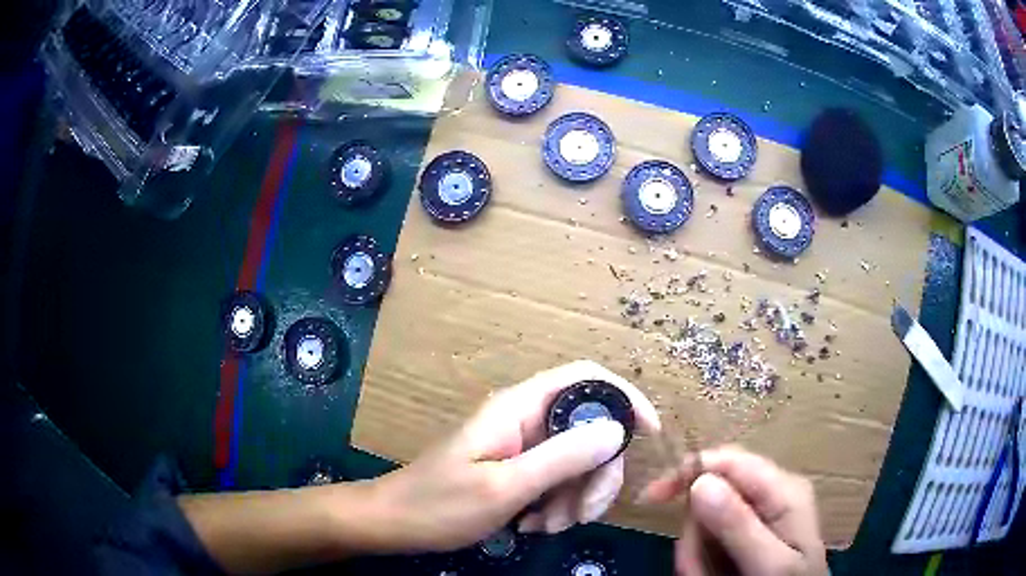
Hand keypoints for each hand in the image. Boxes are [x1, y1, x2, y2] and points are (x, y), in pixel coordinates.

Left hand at [366, 360, 659, 552]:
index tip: (649, 434)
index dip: (624, 397)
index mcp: (520, 408)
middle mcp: (527, 419)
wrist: (396, 523)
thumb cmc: (440, 504)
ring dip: (575, 497)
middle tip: (581, 516)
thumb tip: (618, 430)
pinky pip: (558, 480)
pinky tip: (534, 526)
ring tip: (545, 526)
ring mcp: (524, 445)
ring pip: (578, 461)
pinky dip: (557, 505)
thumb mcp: (504, 486)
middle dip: (595, 475)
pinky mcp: (519, 469)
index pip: (587, 379)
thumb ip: (563, 457)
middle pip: (590, 430)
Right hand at [639, 446, 826, 575]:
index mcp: (784, 490)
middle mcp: (773, 491)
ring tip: (703, 575)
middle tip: (690, 566)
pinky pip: (713, 533)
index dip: (688, 471)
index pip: (731, 460)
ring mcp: (762, 510)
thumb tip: (700, 480)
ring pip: (709, 515)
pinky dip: (702, 555)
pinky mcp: (751, 528)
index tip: (651, 497)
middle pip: (716, 489)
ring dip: (696, 549)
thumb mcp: (768, 563)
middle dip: (694, 528)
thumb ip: (739, 525)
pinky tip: (710, 573)